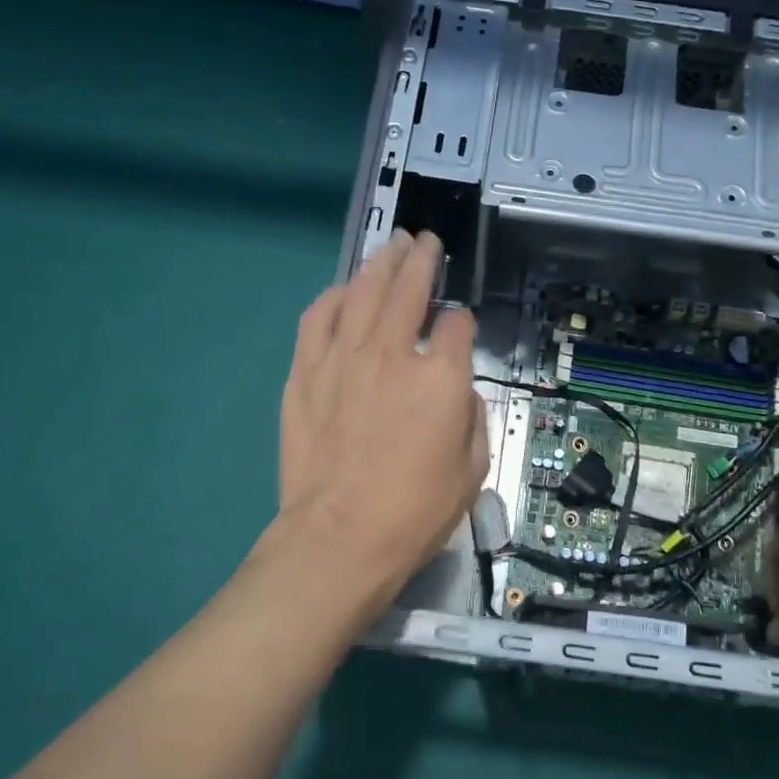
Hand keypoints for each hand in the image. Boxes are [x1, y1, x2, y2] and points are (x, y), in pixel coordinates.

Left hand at [275, 230, 489, 603]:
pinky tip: (343, 292)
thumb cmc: (415, 512)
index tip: (461, 329)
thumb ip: (473, 418)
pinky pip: (318, 317)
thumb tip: (459, 391)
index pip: (459, 325)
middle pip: (409, 286)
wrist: (341, 536)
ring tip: (390, 249)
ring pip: (362, 290)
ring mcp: (342, 358)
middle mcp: (392, 353)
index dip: (463, 322)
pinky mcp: (305, 372)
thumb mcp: (472, 470)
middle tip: (424, 242)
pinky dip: (334, 297)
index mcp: (441, 377)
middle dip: (421, 258)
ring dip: (379, 263)